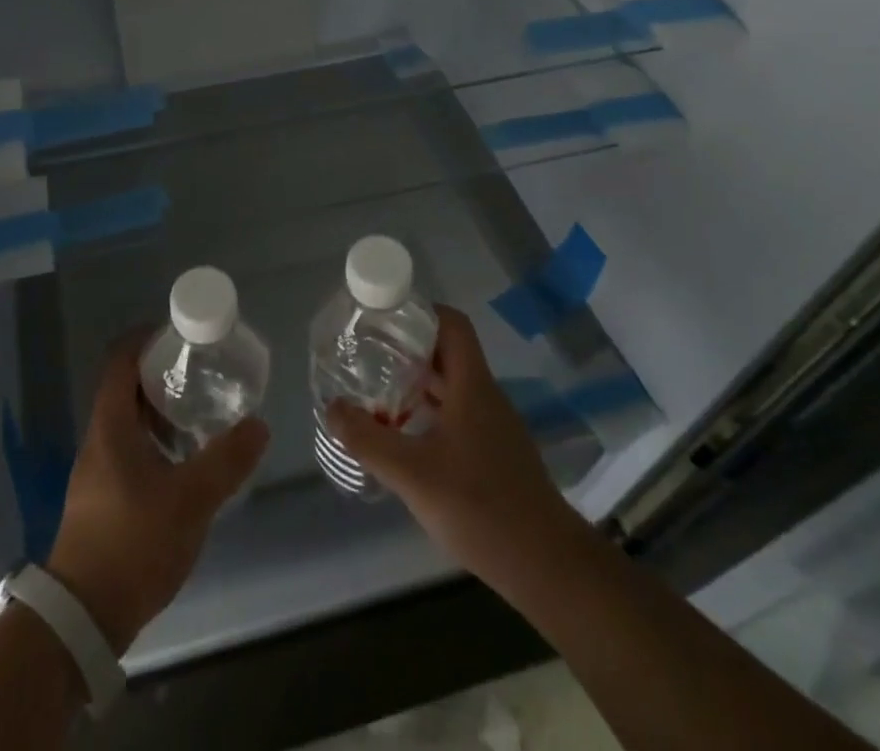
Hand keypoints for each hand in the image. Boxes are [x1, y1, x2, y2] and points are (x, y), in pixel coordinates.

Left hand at [47, 333, 269, 652]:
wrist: (83, 616)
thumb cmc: (133, 543)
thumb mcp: (190, 500)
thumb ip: (226, 461)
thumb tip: (258, 425)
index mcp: (111, 424)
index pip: (121, 360)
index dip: (147, 339)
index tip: (181, 335)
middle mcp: (99, 438)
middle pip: (126, 387)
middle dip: (162, 374)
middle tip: (201, 372)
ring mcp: (97, 469)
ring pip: (128, 420)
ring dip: (160, 409)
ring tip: (199, 412)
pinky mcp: (101, 496)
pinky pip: (129, 447)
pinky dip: (155, 439)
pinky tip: (183, 460)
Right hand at [326, 306, 574, 592]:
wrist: (549, 568)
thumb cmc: (481, 507)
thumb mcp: (413, 474)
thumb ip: (368, 440)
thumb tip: (331, 408)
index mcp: (472, 385)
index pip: (451, 323)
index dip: (419, 311)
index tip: (382, 317)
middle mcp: (485, 396)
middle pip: (447, 352)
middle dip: (407, 346)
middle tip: (367, 351)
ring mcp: (494, 426)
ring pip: (452, 385)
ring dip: (417, 381)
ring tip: (376, 388)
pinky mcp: (496, 454)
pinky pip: (458, 413)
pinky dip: (429, 410)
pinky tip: (404, 434)